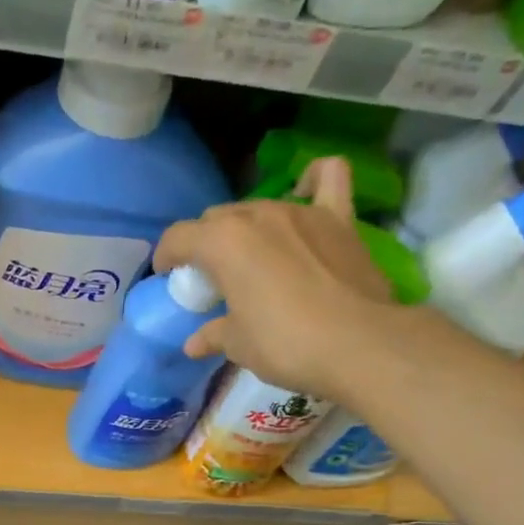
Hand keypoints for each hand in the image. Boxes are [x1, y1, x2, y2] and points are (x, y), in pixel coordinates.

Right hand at [155, 156, 406, 399]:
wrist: (357, 344)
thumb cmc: (285, 344)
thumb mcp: (239, 345)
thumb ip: (213, 335)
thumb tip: (194, 343)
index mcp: (223, 243)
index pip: (178, 238)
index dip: (166, 257)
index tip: (167, 277)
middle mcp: (257, 215)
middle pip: (217, 219)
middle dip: (206, 244)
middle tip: (212, 279)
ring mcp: (301, 211)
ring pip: (259, 206)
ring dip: (247, 228)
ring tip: (252, 258)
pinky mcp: (338, 219)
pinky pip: (327, 179)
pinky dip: (313, 181)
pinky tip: (306, 192)